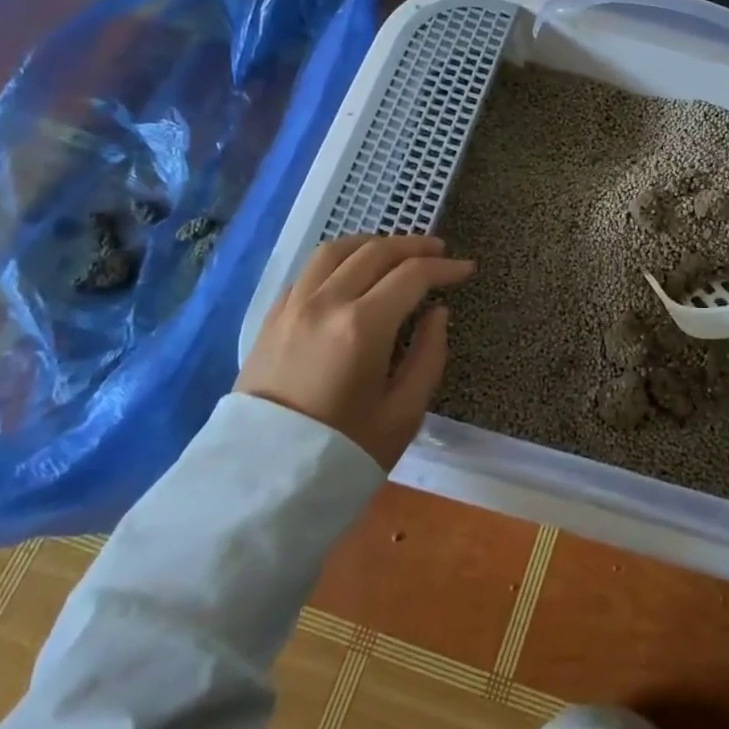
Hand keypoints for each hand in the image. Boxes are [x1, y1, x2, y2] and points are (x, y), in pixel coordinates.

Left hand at [236, 233, 474, 469]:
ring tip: (394, 251)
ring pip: (336, 250)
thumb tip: (437, 313)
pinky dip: (337, 261)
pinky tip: (349, 275)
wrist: (261, 484)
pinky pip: (307, 271)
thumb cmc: (343, 452)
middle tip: (439, 251)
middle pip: (375, 252)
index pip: (413, 275)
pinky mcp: (270, 319)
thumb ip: (429, 355)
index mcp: (363, 326)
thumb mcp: (404, 413)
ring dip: (372, 243)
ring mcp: (292, 307)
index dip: (445, 267)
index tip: (466, 269)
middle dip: (414, 246)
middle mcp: (325, 303)